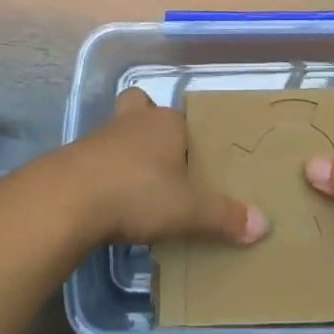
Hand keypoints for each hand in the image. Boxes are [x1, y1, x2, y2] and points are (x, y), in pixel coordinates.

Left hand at [67, 89, 269, 247]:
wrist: (69, 199)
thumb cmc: (137, 192)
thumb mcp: (188, 210)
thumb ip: (224, 216)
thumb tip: (265, 224)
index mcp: (167, 123)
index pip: (185, 121)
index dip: (190, 139)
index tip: (195, 166)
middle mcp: (135, 121)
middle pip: (143, 110)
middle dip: (150, 127)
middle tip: (162, 162)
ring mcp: (102, 136)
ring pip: (119, 132)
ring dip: (126, 152)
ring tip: (137, 187)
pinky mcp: (76, 158)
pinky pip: (97, 158)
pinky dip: (105, 174)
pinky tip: (110, 202)